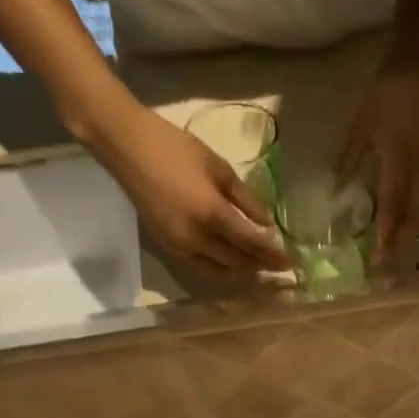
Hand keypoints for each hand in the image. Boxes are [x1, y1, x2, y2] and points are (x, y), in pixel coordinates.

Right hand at [84, 98, 289, 274]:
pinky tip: (231, 260)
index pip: (253, 244)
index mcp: (212, 214)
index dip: (275, 255)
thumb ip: (245, 198)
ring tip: (258, 264)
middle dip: (262, 266)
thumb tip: (267, 223)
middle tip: (279, 265)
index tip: (292, 262)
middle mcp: (198, 239)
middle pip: (239, 263)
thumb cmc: (175, 147)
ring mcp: (181, 247)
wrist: (126, 146)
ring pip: (220, 271)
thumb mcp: (218, 167)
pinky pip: (202, 267)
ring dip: (242, 270)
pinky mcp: (168, 247)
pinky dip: (221, 268)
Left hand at [337, 65, 418, 264]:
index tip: (378, 258)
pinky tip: (410, 224)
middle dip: (402, 243)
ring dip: (412, 233)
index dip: (385, 235)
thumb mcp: (361, 126)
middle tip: (392, 266)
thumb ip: (350, 158)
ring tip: (402, 253)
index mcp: (397, 163)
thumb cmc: (386, 95)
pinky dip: (417, 214)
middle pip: (413, 216)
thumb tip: (337, 188)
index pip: (392, 208)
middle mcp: (416, 170)